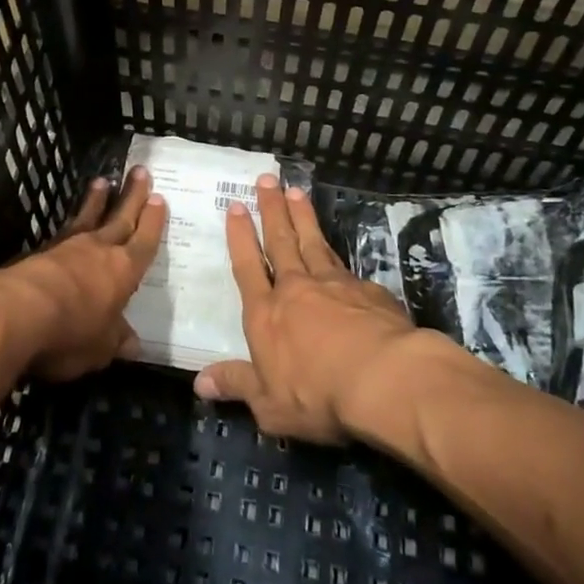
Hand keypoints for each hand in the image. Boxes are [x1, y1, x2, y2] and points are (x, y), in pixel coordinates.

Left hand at [1, 167, 166, 380]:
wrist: (17, 312)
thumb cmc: (71, 332)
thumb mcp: (100, 347)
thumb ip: (116, 340)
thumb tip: (133, 344)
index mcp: (124, 271)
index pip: (144, 242)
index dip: (153, 222)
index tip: (159, 198)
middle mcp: (100, 251)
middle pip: (120, 218)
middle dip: (132, 196)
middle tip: (140, 171)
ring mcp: (68, 248)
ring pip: (88, 218)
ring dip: (97, 200)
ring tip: (103, 181)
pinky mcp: (40, 252)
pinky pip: (63, 229)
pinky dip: (70, 220)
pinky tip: (68, 220)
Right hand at [193, 174, 417, 442]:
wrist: (384, 379)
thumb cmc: (317, 395)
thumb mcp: (269, 404)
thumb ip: (236, 385)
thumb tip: (199, 382)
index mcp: (266, 314)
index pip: (248, 266)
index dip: (240, 236)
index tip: (235, 206)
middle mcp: (297, 289)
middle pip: (281, 241)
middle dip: (271, 209)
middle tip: (266, 179)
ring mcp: (335, 285)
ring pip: (314, 243)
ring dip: (303, 216)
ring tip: (296, 191)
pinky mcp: (369, 291)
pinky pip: (347, 267)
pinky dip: (338, 254)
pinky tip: (339, 251)